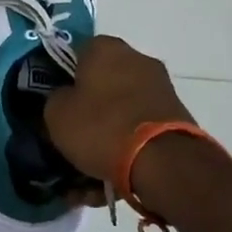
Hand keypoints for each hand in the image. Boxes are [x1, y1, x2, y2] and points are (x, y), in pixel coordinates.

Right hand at [44, 34, 196, 189]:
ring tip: (87, 176)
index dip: (63, 79)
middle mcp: (137, 59)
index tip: (57, 104)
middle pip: (101, 85)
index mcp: (105, 48)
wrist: (163, 162)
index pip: (76, 54)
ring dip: (104, 138)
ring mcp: (160, 89)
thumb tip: (65, 98)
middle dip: (87, 112)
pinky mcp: (175, 117)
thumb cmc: (101, 126)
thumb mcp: (56, 113)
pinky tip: (109, 183)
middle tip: (71, 139)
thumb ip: (55, 99)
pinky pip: (139, 131)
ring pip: (120, 113)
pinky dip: (125, 151)